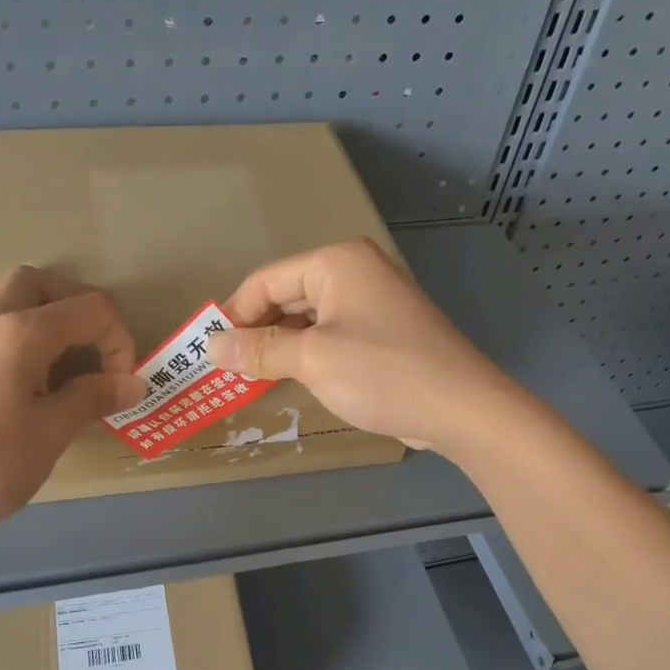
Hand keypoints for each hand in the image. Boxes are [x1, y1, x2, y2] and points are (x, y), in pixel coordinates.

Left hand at [0, 267, 145, 548]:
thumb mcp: (48, 437)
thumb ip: (91, 400)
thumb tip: (132, 381)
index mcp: (20, 334)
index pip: (89, 309)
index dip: (119, 340)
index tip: (120, 385)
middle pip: (36, 283)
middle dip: (74, 306)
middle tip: (91, 349)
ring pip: (1, 309)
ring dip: (38, 328)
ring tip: (51, 381)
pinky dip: (7, 351)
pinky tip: (5, 399)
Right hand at [205, 238, 512, 452]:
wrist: (460, 407)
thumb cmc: (382, 372)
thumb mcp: (312, 359)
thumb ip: (259, 349)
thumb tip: (210, 346)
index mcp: (336, 262)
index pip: (266, 280)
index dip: (234, 314)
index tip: (209, 351)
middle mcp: (354, 272)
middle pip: (287, 296)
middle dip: (256, 331)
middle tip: (226, 368)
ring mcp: (372, 302)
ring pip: (308, 318)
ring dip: (280, 346)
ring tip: (250, 377)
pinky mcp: (383, 332)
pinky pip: (331, 335)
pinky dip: (307, 354)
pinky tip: (290, 378)